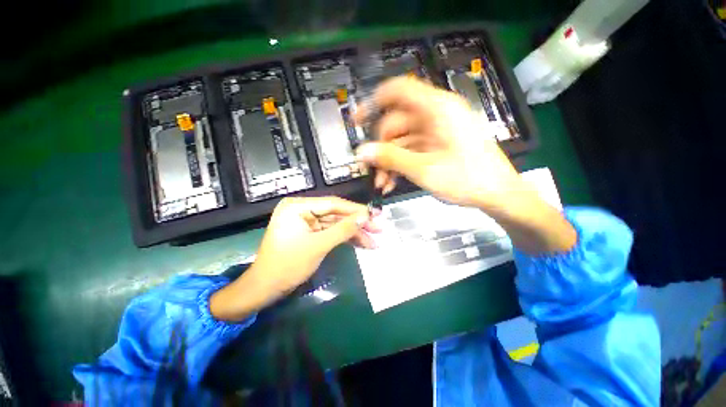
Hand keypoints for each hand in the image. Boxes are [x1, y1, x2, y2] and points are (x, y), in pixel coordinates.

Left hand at [210, 197, 378, 320]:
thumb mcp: (318, 246)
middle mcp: (302, 209)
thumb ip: (343, 229)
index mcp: (298, 206)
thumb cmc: (287, 265)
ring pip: (336, 224)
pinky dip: (346, 238)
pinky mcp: (311, 232)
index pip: (333, 204)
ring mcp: (307, 221)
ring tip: (375, 240)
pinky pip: (331, 232)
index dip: (356, 210)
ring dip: (355, 233)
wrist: (265, 289)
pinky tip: (362, 243)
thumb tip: (365, 216)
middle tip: (379, 228)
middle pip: (337, 214)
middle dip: (358, 223)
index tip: (376, 214)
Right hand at [355, 77, 575, 254]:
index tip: (357, 121)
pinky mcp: (438, 145)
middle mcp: (436, 115)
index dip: (374, 101)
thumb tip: (362, 151)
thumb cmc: (467, 179)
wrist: (498, 194)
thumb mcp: (424, 170)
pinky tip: (392, 182)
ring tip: (382, 183)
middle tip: (372, 170)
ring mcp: (437, 131)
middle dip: (381, 148)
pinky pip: (412, 150)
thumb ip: (391, 158)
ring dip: (389, 161)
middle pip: (397, 122)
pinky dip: (400, 164)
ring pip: (402, 140)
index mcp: (437, 109)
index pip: (399, 90)